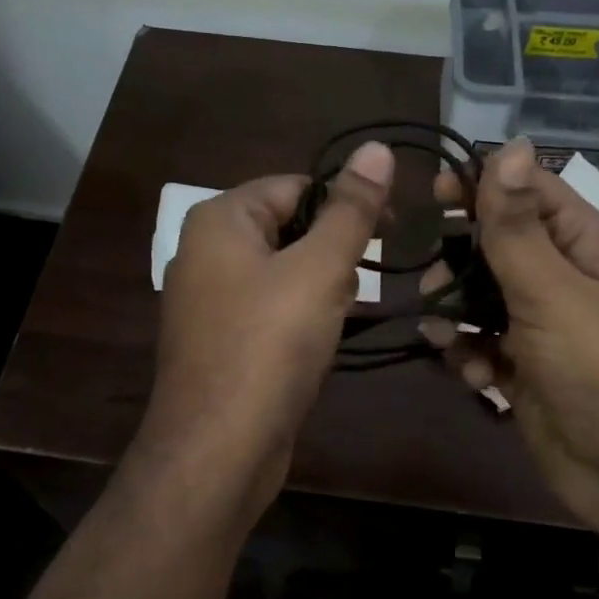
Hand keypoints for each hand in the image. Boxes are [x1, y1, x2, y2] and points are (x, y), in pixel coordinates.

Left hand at [144, 142, 394, 499]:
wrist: (219, 450)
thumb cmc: (269, 345)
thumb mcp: (318, 269)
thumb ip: (351, 210)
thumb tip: (377, 148)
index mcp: (220, 220)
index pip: (295, 186)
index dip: (345, 202)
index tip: (392, 228)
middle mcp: (206, 252)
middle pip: (289, 228)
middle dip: (332, 253)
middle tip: (360, 284)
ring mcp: (209, 301)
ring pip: (283, 273)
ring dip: (322, 289)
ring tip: (341, 316)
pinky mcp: (222, 342)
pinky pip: (270, 311)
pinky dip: (300, 319)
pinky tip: (323, 342)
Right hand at [420, 138, 598, 545]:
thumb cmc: (598, 370)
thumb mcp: (553, 291)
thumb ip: (518, 226)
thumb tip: (508, 145)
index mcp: (583, 243)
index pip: (528, 189)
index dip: (482, 183)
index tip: (433, 192)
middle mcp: (561, 276)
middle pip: (496, 243)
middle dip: (460, 258)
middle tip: (431, 274)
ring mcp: (540, 324)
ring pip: (479, 295)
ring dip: (456, 309)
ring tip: (444, 327)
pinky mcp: (521, 365)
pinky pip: (480, 342)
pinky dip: (468, 352)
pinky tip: (471, 371)